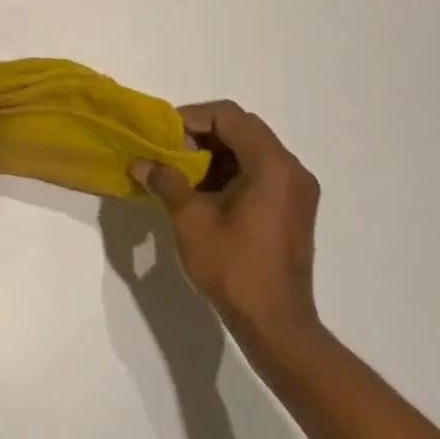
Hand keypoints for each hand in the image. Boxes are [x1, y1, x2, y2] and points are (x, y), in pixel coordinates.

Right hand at [131, 101, 321, 349]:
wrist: (275, 322)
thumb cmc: (233, 268)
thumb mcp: (191, 221)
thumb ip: (167, 182)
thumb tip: (141, 163)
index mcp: (271, 164)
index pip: (229, 116)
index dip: (192, 118)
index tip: (162, 134)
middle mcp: (292, 168)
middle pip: (244, 129)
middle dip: (203, 134)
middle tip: (170, 151)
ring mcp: (298, 189)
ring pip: (253, 151)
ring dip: (217, 154)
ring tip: (182, 172)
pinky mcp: (296, 208)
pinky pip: (262, 172)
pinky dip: (233, 172)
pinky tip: (205, 192)